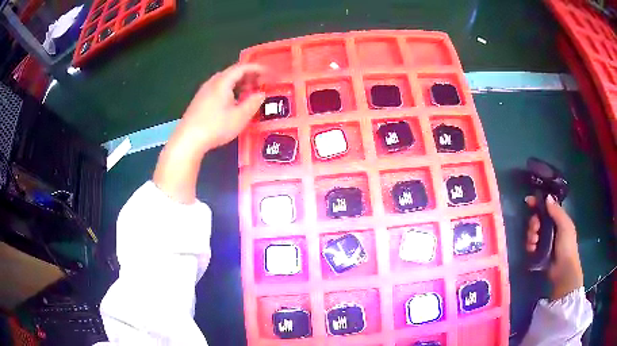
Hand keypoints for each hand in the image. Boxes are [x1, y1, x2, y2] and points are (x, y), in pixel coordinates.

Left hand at [173, 64, 265, 153]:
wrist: (188, 139)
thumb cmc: (216, 127)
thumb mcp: (240, 117)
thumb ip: (253, 103)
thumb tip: (261, 94)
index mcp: (223, 82)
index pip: (241, 68)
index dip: (256, 68)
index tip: (267, 72)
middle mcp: (212, 83)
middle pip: (232, 73)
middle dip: (247, 76)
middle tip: (259, 83)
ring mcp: (203, 91)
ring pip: (224, 81)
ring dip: (238, 83)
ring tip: (248, 92)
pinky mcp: (199, 101)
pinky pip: (217, 89)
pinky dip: (229, 90)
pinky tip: (232, 102)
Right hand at [525, 195, 583, 299]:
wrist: (563, 270)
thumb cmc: (567, 245)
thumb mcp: (564, 225)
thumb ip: (556, 211)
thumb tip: (547, 197)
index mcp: (558, 219)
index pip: (547, 207)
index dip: (538, 203)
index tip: (528, 201)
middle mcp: (550, 228)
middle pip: (537, 219)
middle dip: (533, 223)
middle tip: (535, 229)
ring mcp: (544, 241)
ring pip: (533, 232)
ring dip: (531, 235)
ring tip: (534, 242)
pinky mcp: (538, 252)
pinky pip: (530, 245)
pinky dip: (530, 245)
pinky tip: (532, 249)